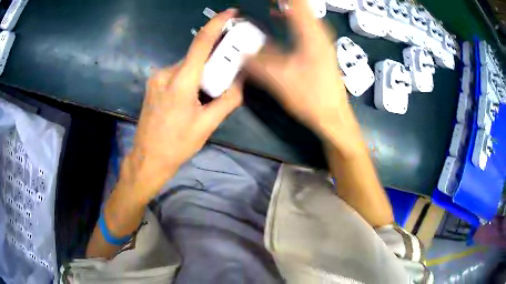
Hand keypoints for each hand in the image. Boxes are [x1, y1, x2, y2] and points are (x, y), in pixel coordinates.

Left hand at [120, 9, 242, 203]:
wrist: (148, 159)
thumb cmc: (177, 145)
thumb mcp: (207, 125)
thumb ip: (228, 99)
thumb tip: (241, 81)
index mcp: (181, 81)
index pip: (201, 43)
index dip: (217, 24)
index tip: (231, 13)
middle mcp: (166, 73)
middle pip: (196, 57)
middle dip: (214, 60)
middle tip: (226, 74)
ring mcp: (156, 78)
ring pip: (187, 66)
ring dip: (201, 73)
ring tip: (204, 97)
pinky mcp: (153, 84)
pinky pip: (177, 73)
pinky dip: (189, 78)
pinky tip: (190, 98)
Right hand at [248, 0, 360, 150]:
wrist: (334, 118)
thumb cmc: (311, 98)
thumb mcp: (279, 79)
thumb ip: (256, 63)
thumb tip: (240, 53)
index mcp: (311, 34)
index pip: (297, 3)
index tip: (269, 0)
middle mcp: (320, 33)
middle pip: (302, 6)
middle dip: (285, 2)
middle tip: (266, 3)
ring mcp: (323, 41)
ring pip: (305, 15)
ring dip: (288, 8)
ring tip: (270, 6)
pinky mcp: (322, 50)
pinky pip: (306, 26)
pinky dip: (293, 19)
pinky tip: (282, 23)